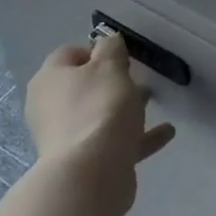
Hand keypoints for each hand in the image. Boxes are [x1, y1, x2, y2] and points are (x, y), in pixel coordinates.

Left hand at [25, 32, 175, 212]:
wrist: (91, 173)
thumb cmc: (99, 109)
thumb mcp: (110, 68)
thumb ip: (111, 49)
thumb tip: (108, 42)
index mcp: (50, 80)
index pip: (69, 54)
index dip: (96, 51)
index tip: (122, 56)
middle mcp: (51, 107)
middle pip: (82, 87)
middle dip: (111, 82)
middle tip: (137, 78)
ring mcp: (66, 137)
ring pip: (98, 115)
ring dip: (124, 108)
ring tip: (153, 102)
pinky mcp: (85, 162)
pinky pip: (114, 142)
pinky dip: (137, 136)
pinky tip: (166, 132)